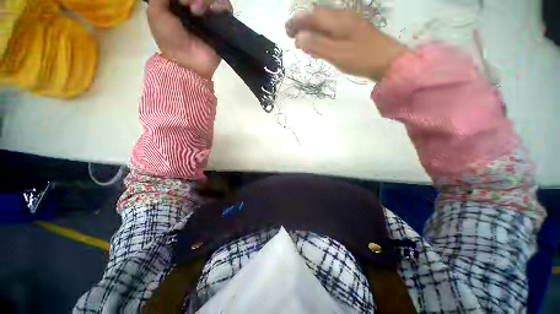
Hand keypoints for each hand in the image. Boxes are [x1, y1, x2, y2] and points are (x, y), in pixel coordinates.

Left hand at [147, 0, 231, 78]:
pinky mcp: (223, 26)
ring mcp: (211, 17)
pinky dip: (221, 6)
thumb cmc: (169, 39)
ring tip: (197, 12)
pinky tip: (212, 12)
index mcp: (182, 4)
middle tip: (186, 5)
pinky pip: (227, 9)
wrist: (187, 62)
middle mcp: (198, 8)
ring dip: (206, 0)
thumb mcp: (156, 12)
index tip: (180, 1)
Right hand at [285, 8, 407, 81]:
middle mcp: (343, 18)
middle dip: (302, 25)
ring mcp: (349, 25)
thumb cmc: (363, 59)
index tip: (286, 30)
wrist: (389, 62)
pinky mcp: (353, 34)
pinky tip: (318, 43)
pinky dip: (321, 36)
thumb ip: (318, 45)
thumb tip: (299, 38)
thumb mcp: (338, 54)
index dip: (298, 22)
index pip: (313, 16)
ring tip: (300, 41)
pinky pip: (332, 31)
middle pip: (318, 18)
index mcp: (339, 21)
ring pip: (325, 24)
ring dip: (311, 31)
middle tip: (290, 36)